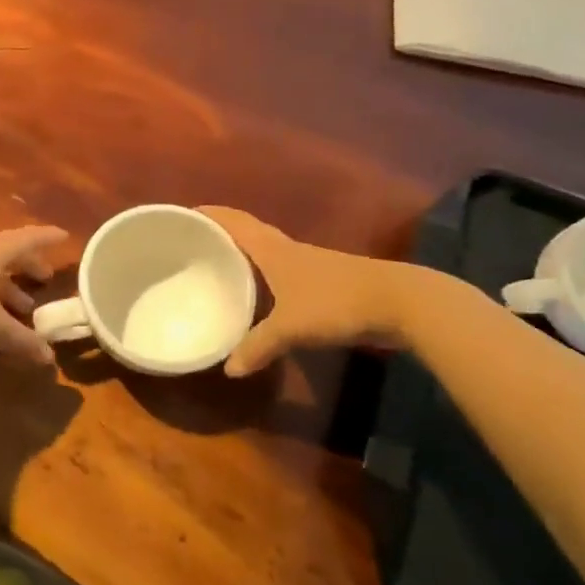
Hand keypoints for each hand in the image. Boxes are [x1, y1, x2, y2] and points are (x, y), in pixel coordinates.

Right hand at [199, 207, 410, 375]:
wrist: (401, 303)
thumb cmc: (337, 302)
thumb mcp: (291, 327)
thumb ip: (258, 347)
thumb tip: (229, 370)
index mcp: (272, 249)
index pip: (234, 222)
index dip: (209, 215)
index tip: (183, 215)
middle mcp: (287, 249)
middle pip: (248, 233)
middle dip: (221, 234)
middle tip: (193, 245)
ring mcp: (309, 264)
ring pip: (266, 252)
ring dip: (243, 254)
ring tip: (217, 268)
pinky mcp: (324, 281)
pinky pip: (282, 272)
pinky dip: (264, 277)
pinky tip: (259, 296)